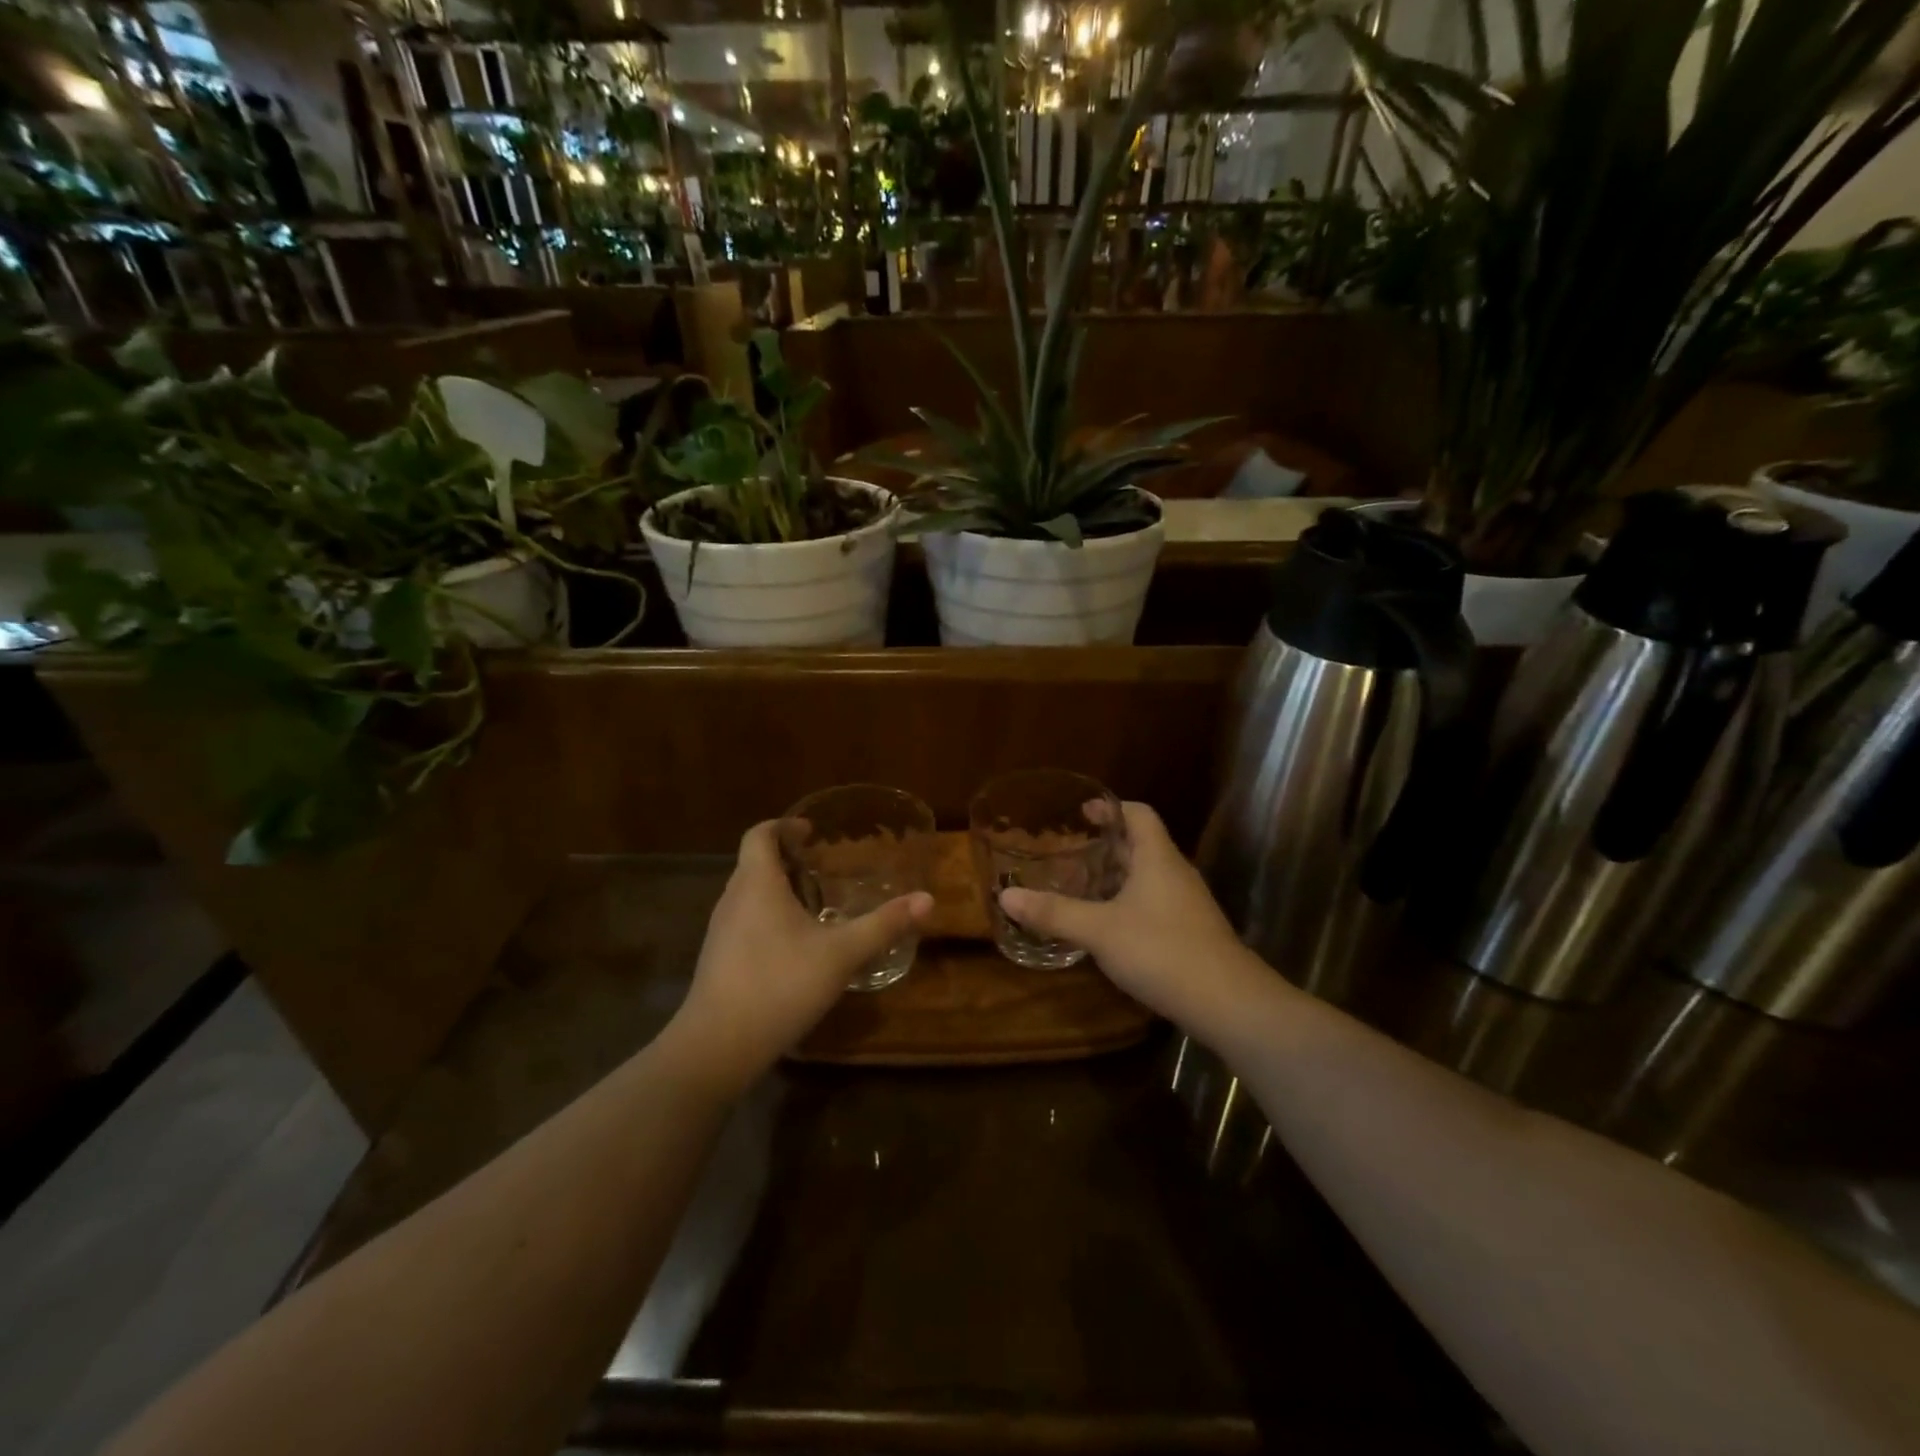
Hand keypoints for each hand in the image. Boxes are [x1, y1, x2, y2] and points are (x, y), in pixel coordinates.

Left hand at [664, 821, 932, 1095]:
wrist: (717, 1046)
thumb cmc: (780, 984)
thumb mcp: (841, 954)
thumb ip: (884, 925)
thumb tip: (927, 900)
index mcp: (757, 884)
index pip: (760, 834)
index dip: (784, 826)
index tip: (811, 832)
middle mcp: (733, 899)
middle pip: (755, 863)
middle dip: (787, 859)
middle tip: (823, 867)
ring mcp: (720, 931)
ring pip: (749, 894)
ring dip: (777, 889)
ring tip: (814, 904)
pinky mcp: (718, 960)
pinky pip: (744, 921)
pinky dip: (768, 917)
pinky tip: (794, 946)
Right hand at [999, 802, 1270, 1035]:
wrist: (1227, 1002)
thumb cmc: (1161, 951)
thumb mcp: (1099, 930)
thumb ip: (1054, 913)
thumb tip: (1007, 897)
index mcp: (1157, 858)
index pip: (1138, 814)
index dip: (1111, 808)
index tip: (1082, 812)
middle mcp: (1175, 872)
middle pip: (1141, 844)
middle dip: (1106, 845)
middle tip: (1069, 852)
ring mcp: (1187, 904)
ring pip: (1148, 876)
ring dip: (1117, 876)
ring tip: (1081, 886)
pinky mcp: (1191, 931)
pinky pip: (1155, 902)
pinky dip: (1128, 902)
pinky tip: (1108, 925)